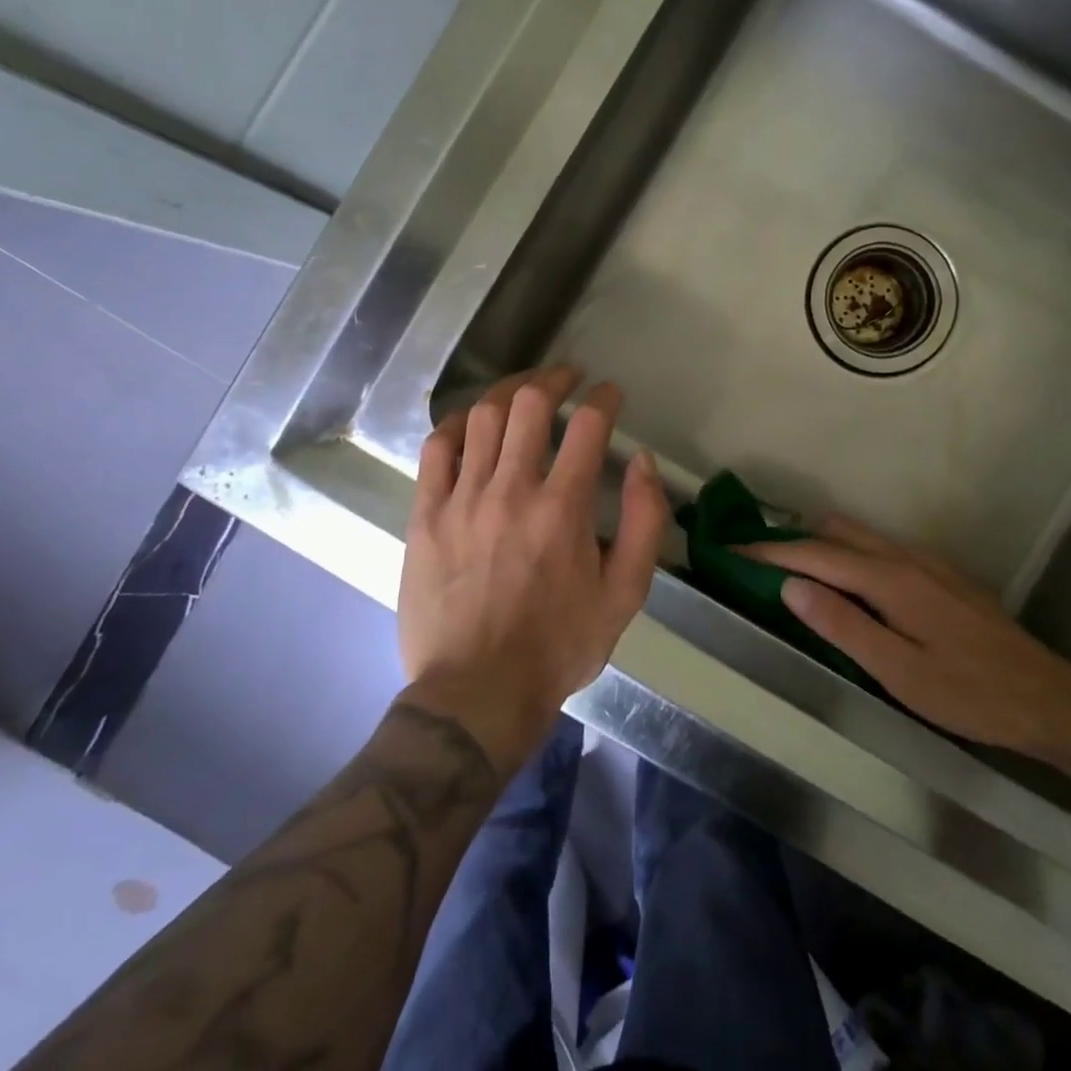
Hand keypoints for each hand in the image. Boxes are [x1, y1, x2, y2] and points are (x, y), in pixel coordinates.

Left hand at [398, 364, 670, 769]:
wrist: (476, 694)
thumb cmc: (558, 646)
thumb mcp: (625, 595)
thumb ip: (645, 523)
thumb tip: (643, 462)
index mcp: (563, 508)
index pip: (589, 426)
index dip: (605, 398)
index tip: (610, 394)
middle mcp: (512, 490)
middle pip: (530, 403)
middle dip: (555, 377)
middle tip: (568, 377)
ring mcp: (462, 499)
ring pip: (482, 417)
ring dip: (509, 392)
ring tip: (524, 391)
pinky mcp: (425, 515)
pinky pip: (436, 449)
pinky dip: (457, 425)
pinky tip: (471, 424)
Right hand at [744, 515, 1070, 758]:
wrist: (1049, 699)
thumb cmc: (970, 694)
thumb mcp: (899, 672)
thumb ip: (842, 625)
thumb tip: (789, 585)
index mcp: (890, 579)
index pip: (815, 554)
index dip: (769, 551)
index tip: (731, 550)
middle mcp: (905, 557)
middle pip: (835, 532)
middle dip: (791, 539)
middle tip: (755, 560)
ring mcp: (926, 562)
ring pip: (859, 536)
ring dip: (819, 544)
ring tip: (789, 568)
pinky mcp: (940, 574)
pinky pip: (879, 548)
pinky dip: (847, 553)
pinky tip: (844, 583)